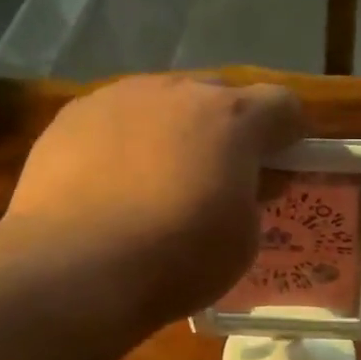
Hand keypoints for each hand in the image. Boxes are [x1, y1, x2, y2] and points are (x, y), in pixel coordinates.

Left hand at [6, 75, 303, 326]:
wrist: (76, 268)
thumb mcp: (242, 241)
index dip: (289, 134)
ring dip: (172, 133)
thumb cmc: (177, 258)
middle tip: (218, 177)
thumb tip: (240, 183)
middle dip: (226, 131)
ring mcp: (117, 97)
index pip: (283, 104)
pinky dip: (124, 145)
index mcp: (231, 118)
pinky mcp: (70, 117)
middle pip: (218, 97)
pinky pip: (114, 121)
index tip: (282, 164)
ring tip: (156, 183)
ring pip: (161, 104)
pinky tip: (111, 188)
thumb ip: (251, 198)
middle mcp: (176, 91)